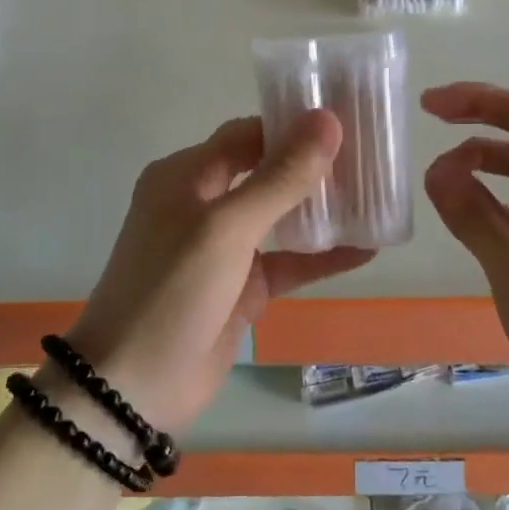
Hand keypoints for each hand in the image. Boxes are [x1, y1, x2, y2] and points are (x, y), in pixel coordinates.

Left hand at [67, 111, 372, 434]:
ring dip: (322, 209)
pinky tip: (367, 250)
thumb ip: (280, 177)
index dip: (292, 126)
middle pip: (266, 171)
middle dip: (313, 165)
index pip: (246, 135)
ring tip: (376, 195)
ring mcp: (224, 248)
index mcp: (186, 176)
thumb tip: (327, 121)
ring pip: (281, 216)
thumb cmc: (172, 291)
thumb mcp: (227, 227)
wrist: (133, 389)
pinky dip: (322, 256)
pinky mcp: (242, 288)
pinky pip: (288, 262)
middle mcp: (204, 203)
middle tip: (369, 156)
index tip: (345, 122)